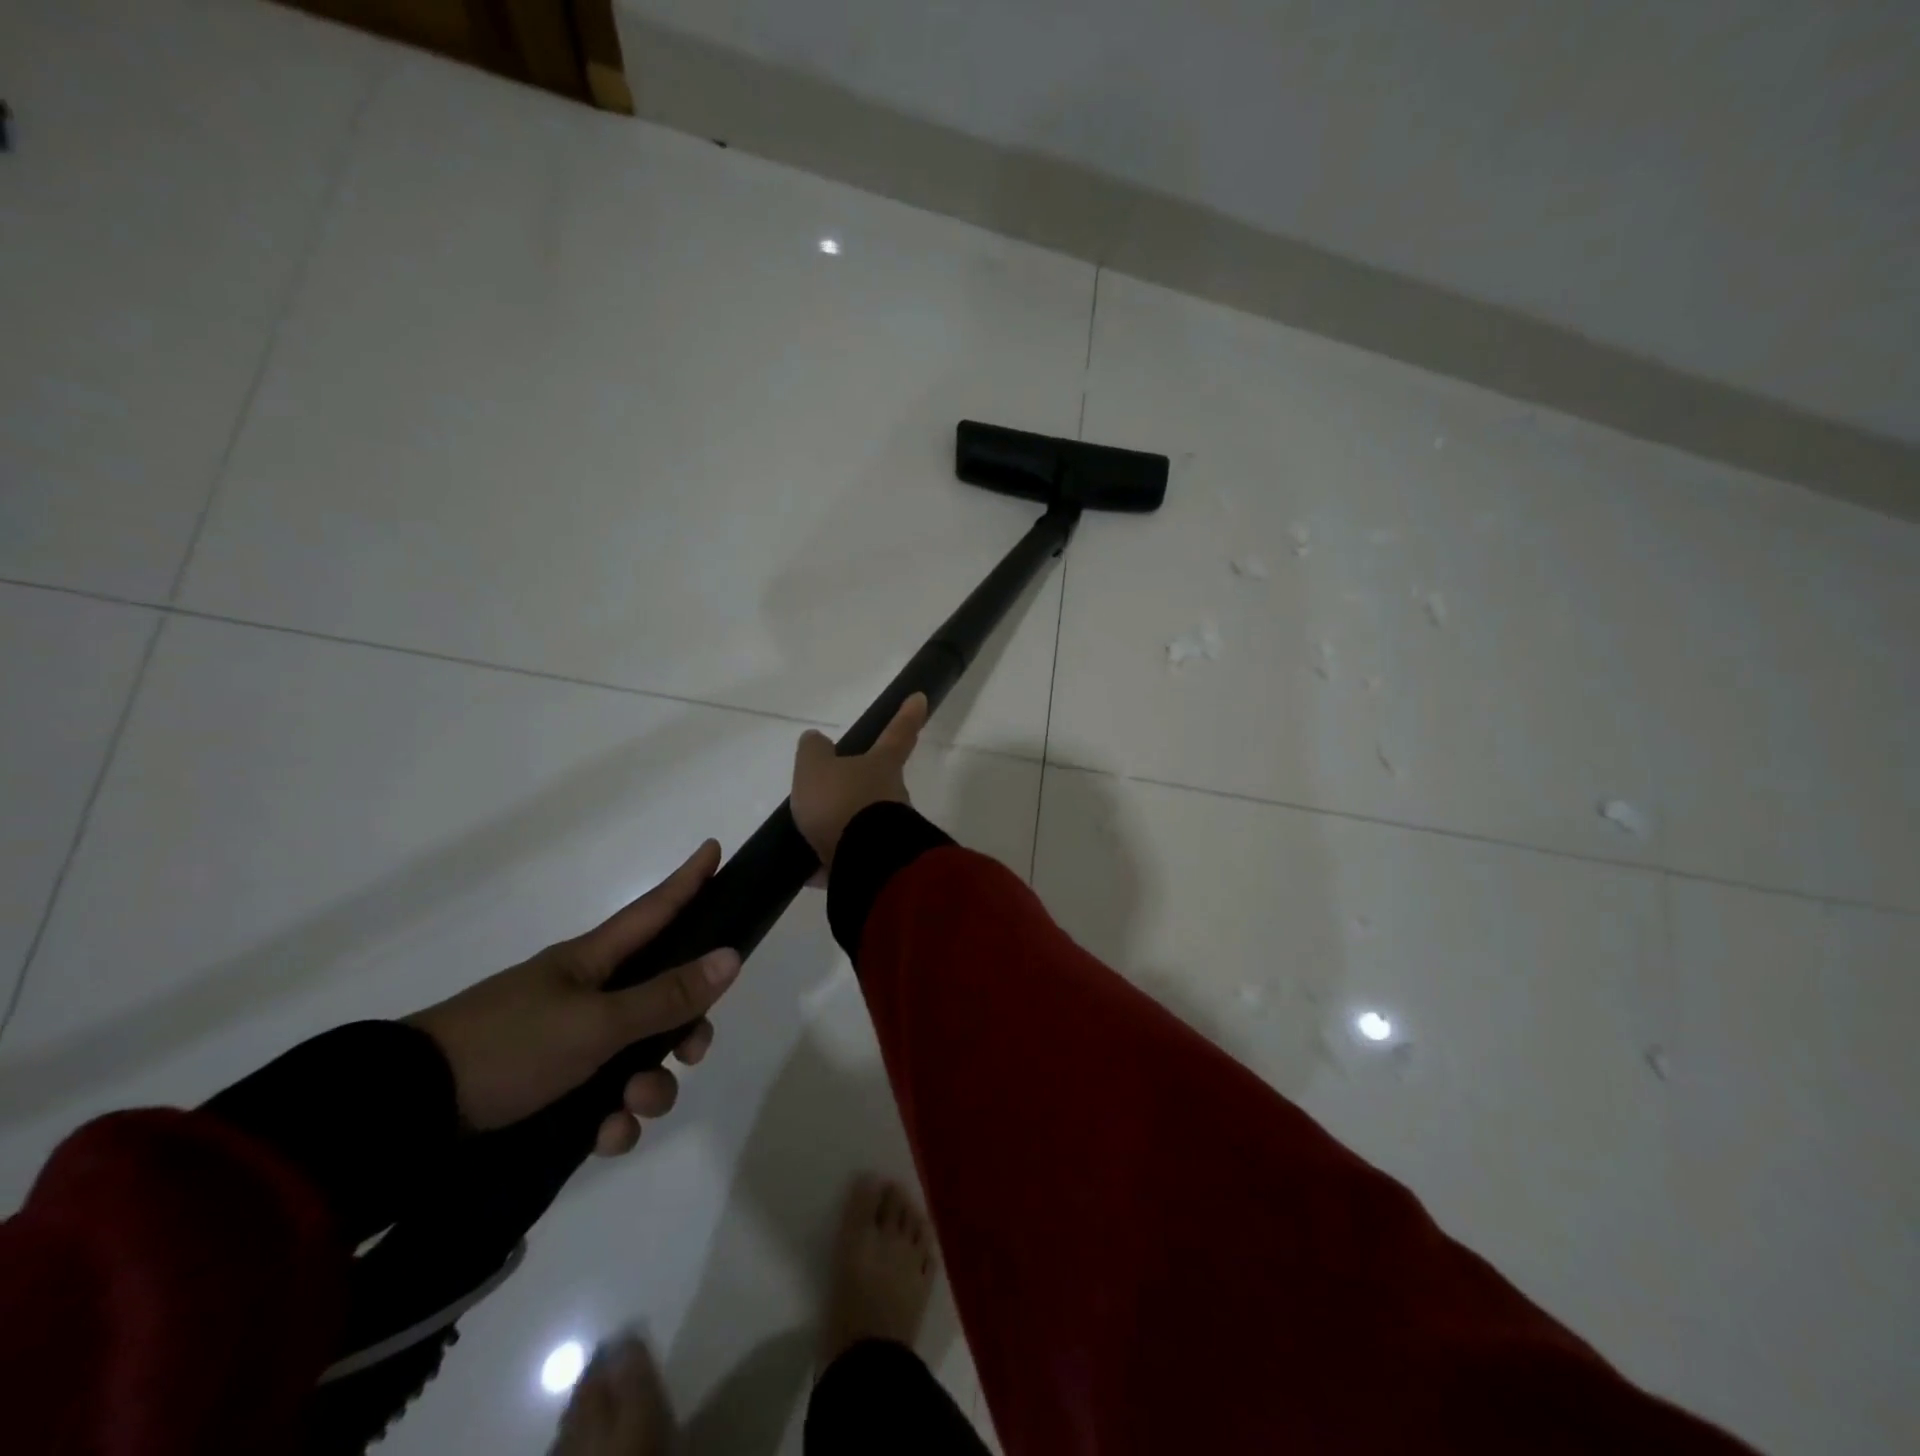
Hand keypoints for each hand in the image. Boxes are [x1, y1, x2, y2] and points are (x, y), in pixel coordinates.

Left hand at [406, 841, 739, 1156]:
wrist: (407, 1114)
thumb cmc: (509, 1046)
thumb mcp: (596, 1023)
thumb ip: (666, 996)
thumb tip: (731, 957)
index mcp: (593, 962)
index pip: (655, 909)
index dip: (688, 880)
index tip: (713, 848)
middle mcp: (587, 996)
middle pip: (660, 997)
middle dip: (685, 1026)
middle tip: (694, 1053)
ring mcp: (567, 1044)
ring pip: (638, 1056)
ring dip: (649, 1087)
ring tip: (632, 1111)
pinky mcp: (549, 1091)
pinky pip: (604, 1100)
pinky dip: (613, 1120)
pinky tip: (604, 1139)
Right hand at [791, 694, 927, 872]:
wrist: (864, 861)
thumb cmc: (841, 802)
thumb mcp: (815, 769)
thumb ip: (813, 752)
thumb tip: (817, 740)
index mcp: (882, 765)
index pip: (898, 733)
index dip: (907, 715)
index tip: (921, 698)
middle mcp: (893, 794)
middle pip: (878, 783)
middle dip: (859, 787)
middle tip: (830, 793)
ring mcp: (890, 830)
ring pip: (864, 822)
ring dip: (843, 827)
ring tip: (811, 836)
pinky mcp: (880, 862)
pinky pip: (853, 855)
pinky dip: (834, 861)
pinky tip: (811, 871)